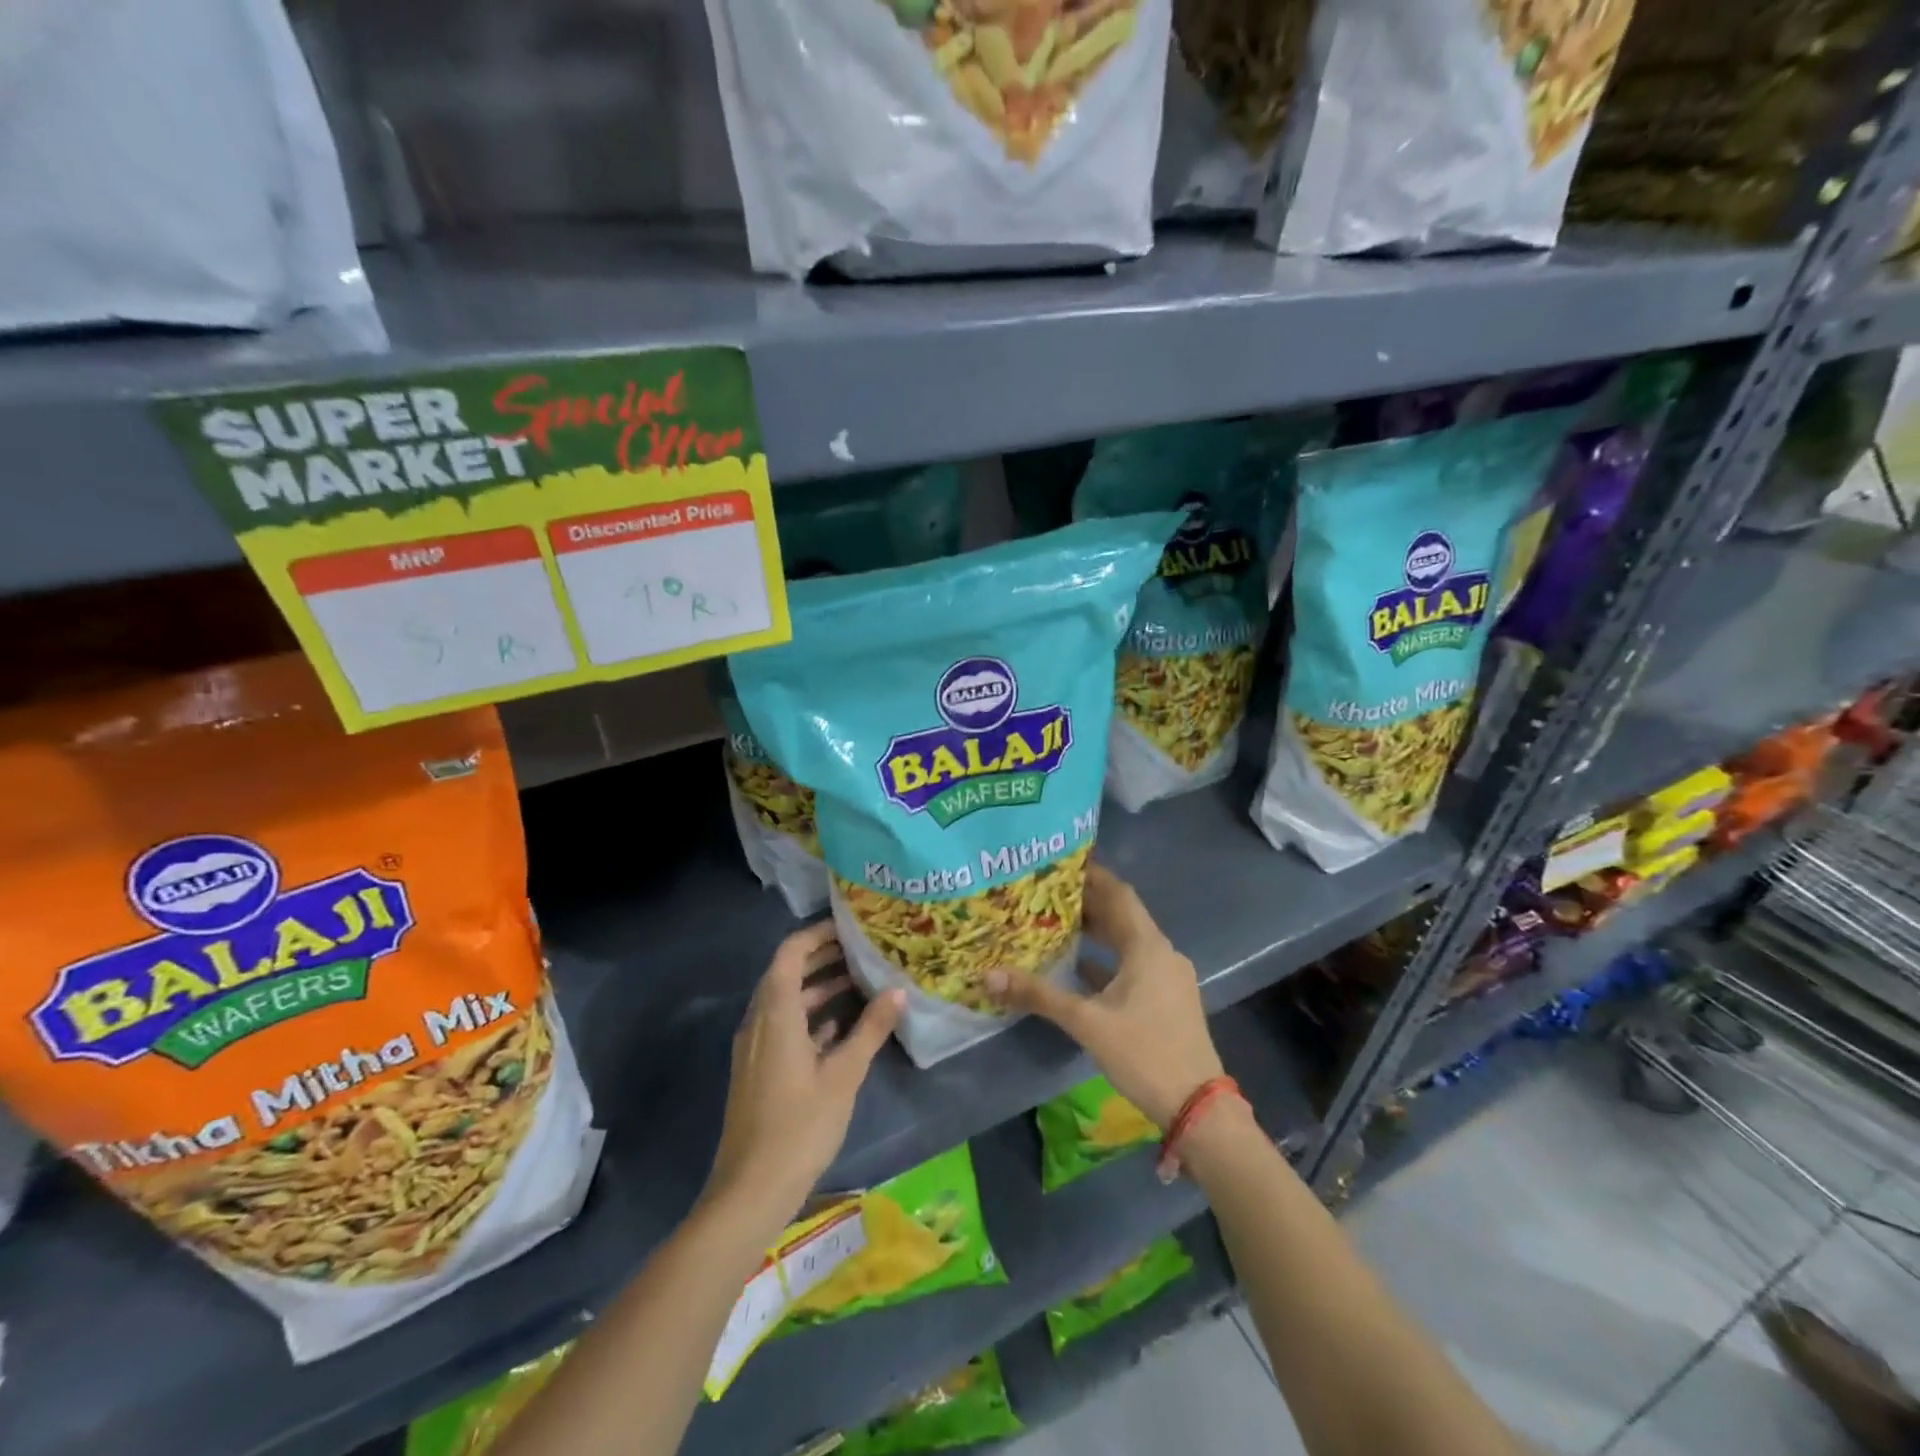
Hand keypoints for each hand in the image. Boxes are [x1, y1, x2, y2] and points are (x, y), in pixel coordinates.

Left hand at [703, 921, 904, 1234]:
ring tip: (859, 982)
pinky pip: (783, 1026)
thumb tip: (898, 991)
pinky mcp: (759, 1070)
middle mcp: (759, 1021)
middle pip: (787, 972)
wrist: (750, 1190)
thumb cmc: (799, 1126)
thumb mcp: (844, 1075)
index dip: (817, 934)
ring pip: (786, 1001)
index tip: (850, 927)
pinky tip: (840, 1027)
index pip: (790, 952)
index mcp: (775, 1013)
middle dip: (822, 957)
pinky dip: (809, 1017)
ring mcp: (756, 1047)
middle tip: (862, 949)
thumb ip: (870, 1029)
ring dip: (818, 987)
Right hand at [986, 864, 1222, 1128]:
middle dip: (1088, 901)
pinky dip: (1107, 960)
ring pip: (1128, 941)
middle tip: (1047, 890)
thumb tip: (989, 975)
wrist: (1197, 1107)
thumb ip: (1039, 995)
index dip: (1091, 875)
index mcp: (1147, 946)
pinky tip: (1080, 967)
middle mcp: (1161, 952)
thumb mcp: (1087, 1022)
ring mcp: (1168, 977)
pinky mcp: (1167, 999)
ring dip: (1097, 930)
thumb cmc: (1144, 1053)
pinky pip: (1133, 965)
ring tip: (1057, 921)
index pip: (1117, 894)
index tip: (1060, 861)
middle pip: (1122, 915)